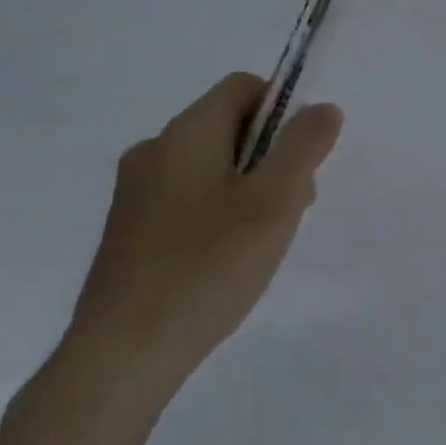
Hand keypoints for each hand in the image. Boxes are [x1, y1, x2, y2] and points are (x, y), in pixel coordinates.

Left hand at [60, 73, 343, 405]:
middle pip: (228, 127)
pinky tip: (224, 262)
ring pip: (210, 166)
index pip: (243, 87)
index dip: (282, 110)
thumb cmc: (207, 267)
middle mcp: (154, 150)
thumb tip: (323, 108)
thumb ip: (304, 146)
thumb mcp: (274, 202)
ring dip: (247, 189)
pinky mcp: (129, 231)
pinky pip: (186, 199)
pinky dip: (217, 214)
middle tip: (288, 210)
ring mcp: (135, 193)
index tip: (300, 161)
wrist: (122, 357)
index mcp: (185, 132)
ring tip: (259, 244)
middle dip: (270, 157)